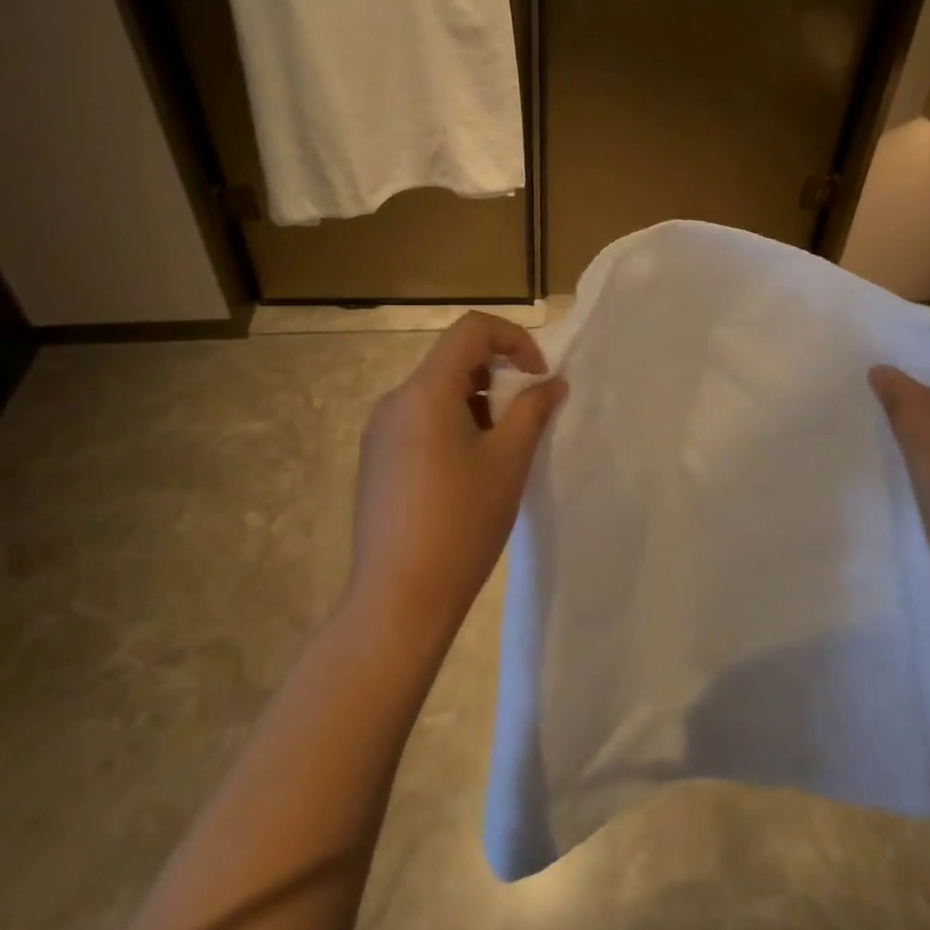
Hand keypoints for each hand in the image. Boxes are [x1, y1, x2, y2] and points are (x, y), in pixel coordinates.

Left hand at [347, 312, 567, 646]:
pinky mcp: (377, 459)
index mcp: (424, 391)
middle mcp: (395, 401)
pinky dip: (454, 424)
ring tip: (502, 450)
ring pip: (438, 392)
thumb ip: (533, 410)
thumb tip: (552, 383)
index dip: (514, 339)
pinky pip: (421, 420)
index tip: (539, 377)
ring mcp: (380, 432)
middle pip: (453, 360)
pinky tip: (470, 471)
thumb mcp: (508, 461)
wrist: (398, 600)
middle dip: (499, 375)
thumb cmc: (461, 523)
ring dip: (478, 402)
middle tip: (528, 416)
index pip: (471, 330)